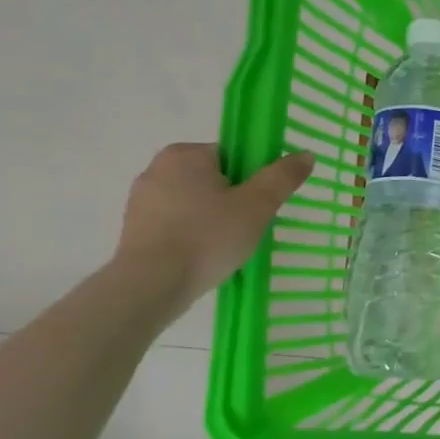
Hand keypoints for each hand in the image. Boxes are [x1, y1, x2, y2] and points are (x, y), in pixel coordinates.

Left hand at [114, 142, 314, 309]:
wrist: (151, 284)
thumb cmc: (207, 237)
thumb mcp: (257, 206)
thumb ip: (282, 177)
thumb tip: (306, 154)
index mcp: (185, 154)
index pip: (232, 156)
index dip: (252, 179)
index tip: (259, 206)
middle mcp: (157, 167)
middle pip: (213, 178)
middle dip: (232, 200)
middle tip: (247, 228)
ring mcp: (141, 198)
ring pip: (193, 202)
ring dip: (211, 219)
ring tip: (224, 247)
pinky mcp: (133, 227)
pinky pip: (175, 223)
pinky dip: (191, 234)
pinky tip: (201, 257)